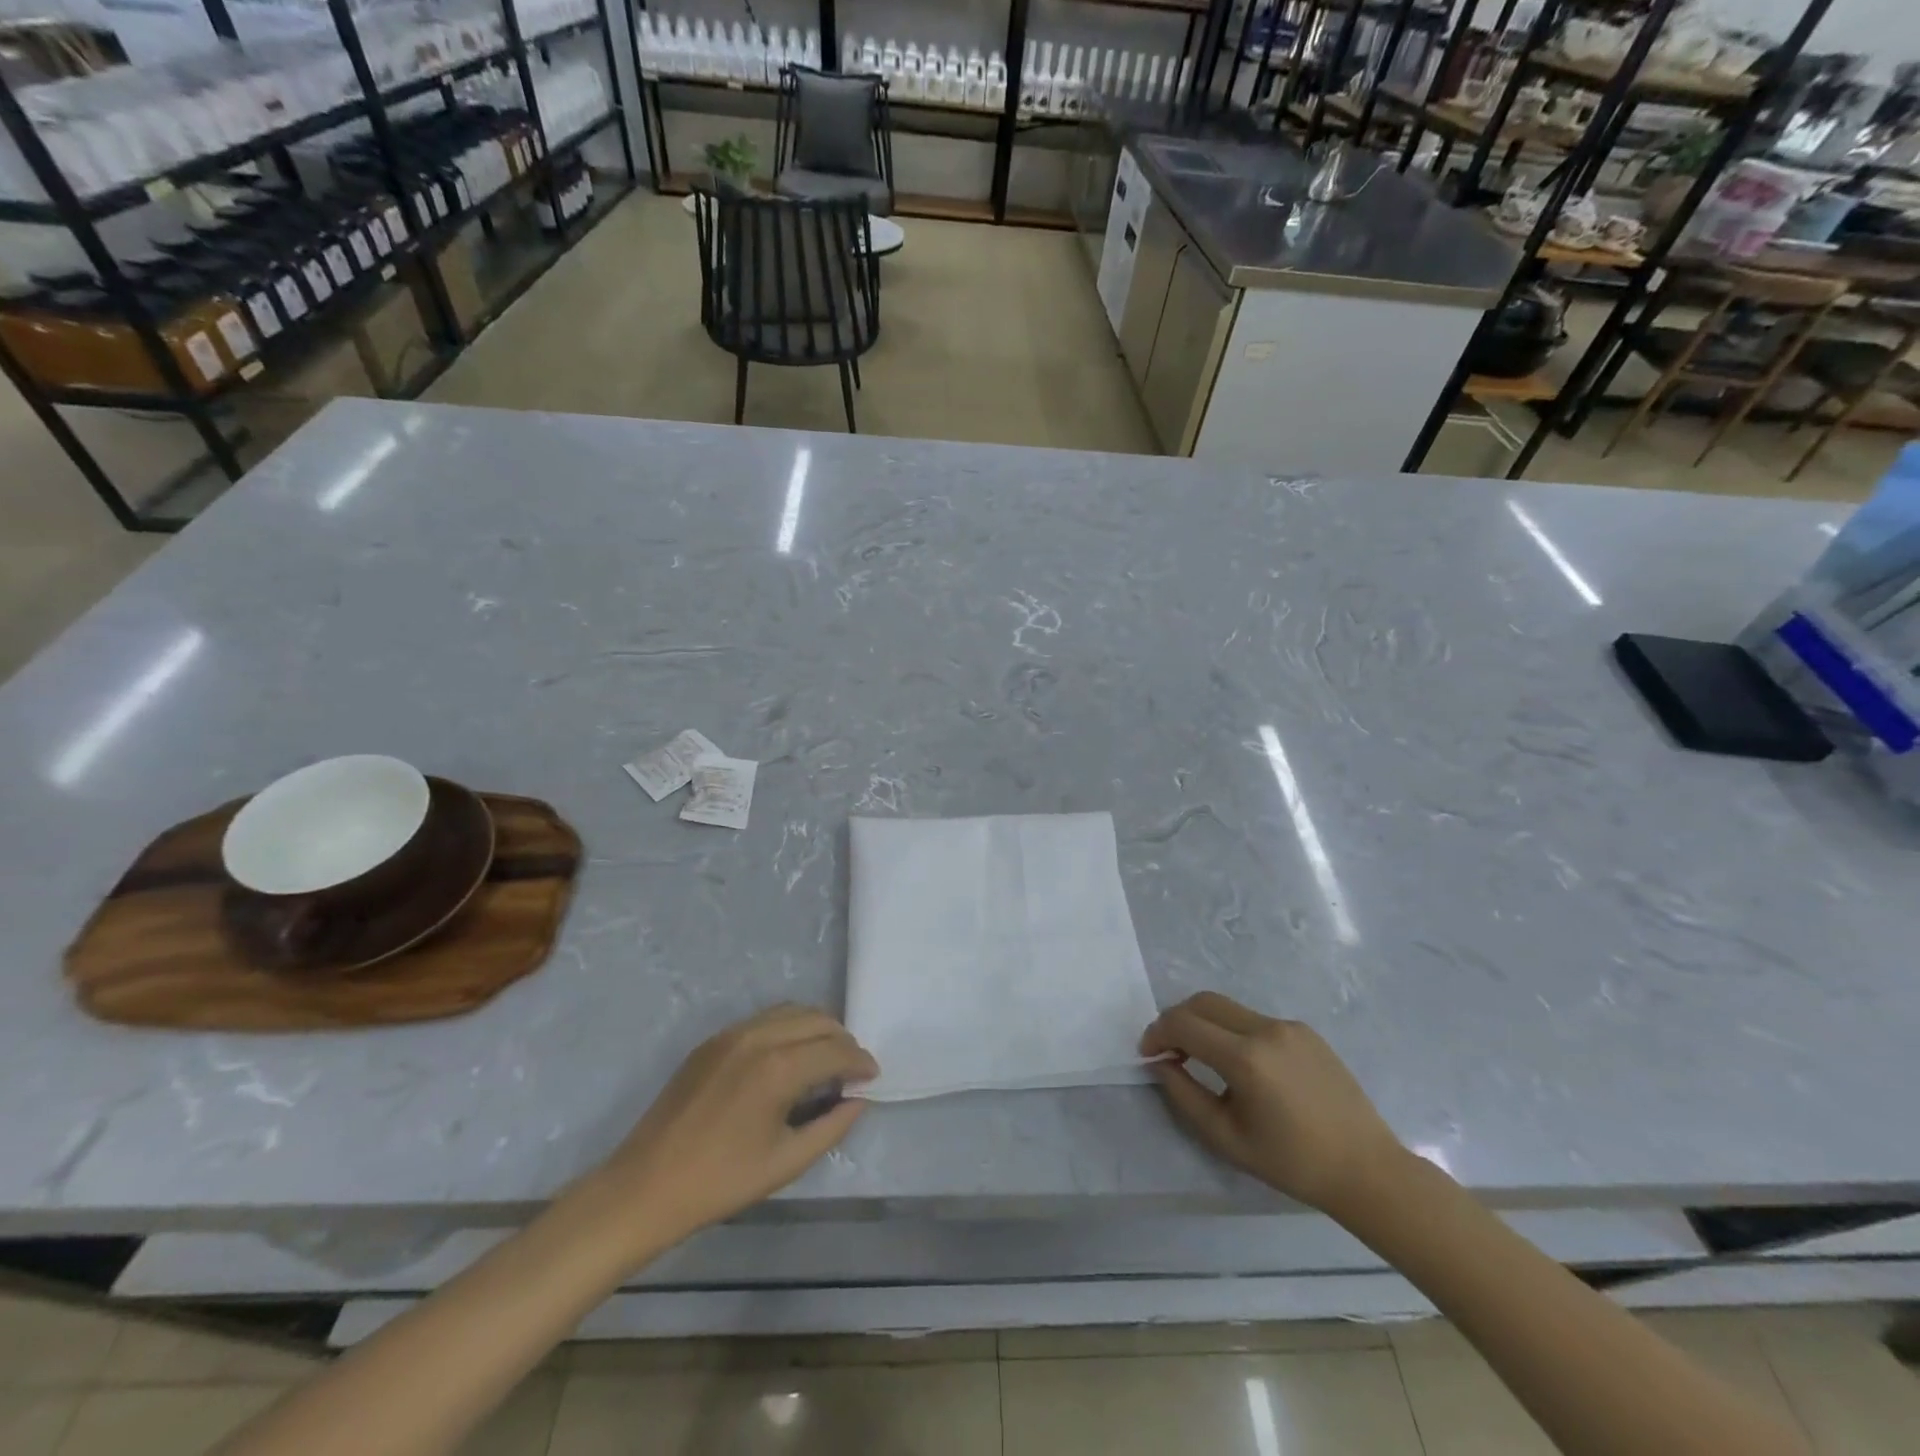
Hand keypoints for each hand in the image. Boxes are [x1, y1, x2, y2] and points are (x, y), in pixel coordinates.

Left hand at [592, 1005, 878, 1253]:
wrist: (645, 1186)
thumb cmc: (720, 1182)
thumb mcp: (786, 1162)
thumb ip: (831, 1127)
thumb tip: (859, 1099)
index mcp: (778, 1069)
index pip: (835, 1049)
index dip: (860, 1061)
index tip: (872, 1076)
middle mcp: (758, 1037)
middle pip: (817, 1019)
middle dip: (842, 1040)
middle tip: (851, 1069)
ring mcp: (731, 1034)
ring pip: (790, 1011)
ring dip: (815, 1028)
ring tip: (824, 1059)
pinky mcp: (713, 1040)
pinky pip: (763, 1019)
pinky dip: (788, 1028)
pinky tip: (789, 1057)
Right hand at [1140, 992, 1404, 1219]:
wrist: (1366, 1169)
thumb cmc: (1292, 1163)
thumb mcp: (1226, 1138)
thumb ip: (1184, 1095)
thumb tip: (1161, 1063)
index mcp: (1245, 1058)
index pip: (1183, 1024)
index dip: (1157, 1033)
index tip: (1148, 1054)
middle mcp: (1265, 1029)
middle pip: (1203, 1002)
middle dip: (1177, 1020)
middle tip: (1169, 1050)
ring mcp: (1288, 1026)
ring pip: (1229, 1008)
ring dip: (1205, 1024)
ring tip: (1203, 1058)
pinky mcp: (1305, 1030)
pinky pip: (1255, 1020)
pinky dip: (1233, 1031)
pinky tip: (1243, 1067)